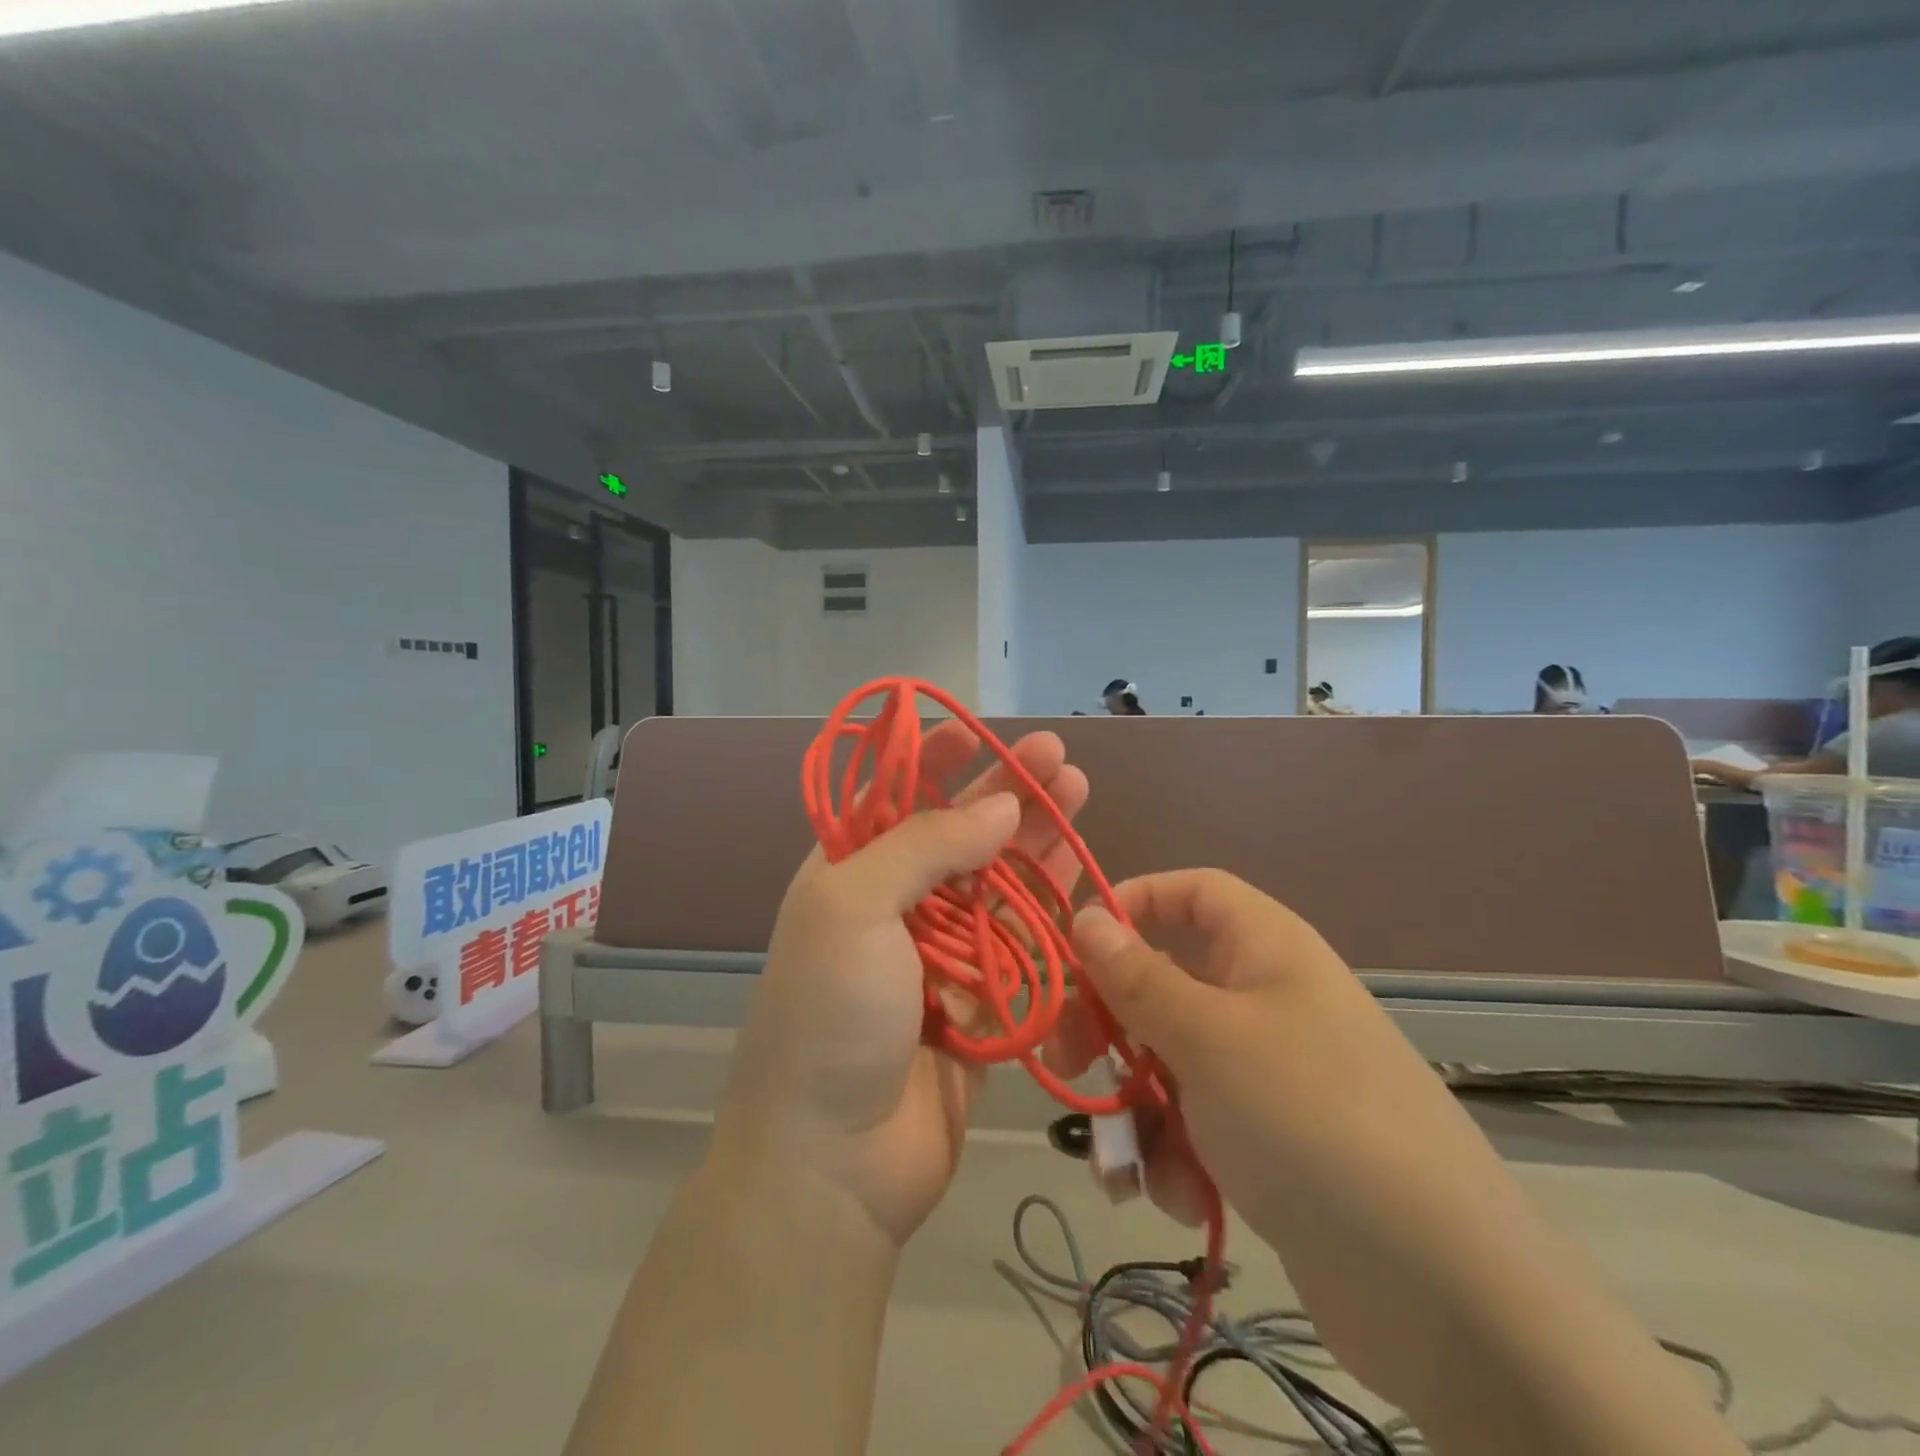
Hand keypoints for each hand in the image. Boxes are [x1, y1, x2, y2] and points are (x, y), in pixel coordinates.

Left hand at [714, 723, 1090, 1246]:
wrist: (833, 1163)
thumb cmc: (830, 1016)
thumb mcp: (853, 908)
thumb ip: (924, 846)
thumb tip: (997, 806)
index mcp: (848, 876)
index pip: (893, 799)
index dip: (933, 761)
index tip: (979, 731)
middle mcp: (893, 908)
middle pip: (957, 834)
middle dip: (1005, 793)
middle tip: (1058, 757)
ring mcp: (939, 956)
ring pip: (996, 883)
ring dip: (1035, 840)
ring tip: (1078, 794)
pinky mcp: (981, 1002)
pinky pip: (1021, 943)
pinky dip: (1049, 908)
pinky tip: (1080, 873)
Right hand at [1044, 870, 1539, 1414]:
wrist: (1442, 1293)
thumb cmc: (1308, 1118)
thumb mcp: (1207, 1038)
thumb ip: (1136, 977)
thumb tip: (1084, 916)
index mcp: (1264, 949)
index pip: (1191, 892)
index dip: (1133, 903)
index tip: (1077, 944)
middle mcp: (1265, 1000)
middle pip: (1164, 982)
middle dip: (1111, 1025)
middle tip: (1067, 1061)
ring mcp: (1268, 1075)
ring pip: (1170, 1064)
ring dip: (1140, 1112)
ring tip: (1136, 1166)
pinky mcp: (1269, 1144)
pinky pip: (1197, 1126)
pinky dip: (1179, 1159)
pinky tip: (1189, 1200)